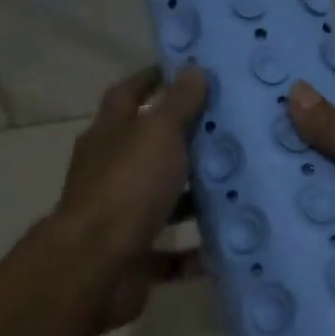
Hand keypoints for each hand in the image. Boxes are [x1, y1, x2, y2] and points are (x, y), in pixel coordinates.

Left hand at [54, 64, 209, 332]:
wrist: (96, 266)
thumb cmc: (127, 186)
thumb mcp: (158, 134)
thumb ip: (178, 104)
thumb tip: (193, 69)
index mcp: (109, 136)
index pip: (127, 94)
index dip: (152, 80)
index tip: (187, 72)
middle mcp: (110, 172)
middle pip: (147, 150)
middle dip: (183, 142)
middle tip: (229, 132)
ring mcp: (119, 216)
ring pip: (162, 201)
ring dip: (194, 198)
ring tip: (238, 188)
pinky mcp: (133, 256)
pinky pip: (169, 253)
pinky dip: (194, 252)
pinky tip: (226, 244)